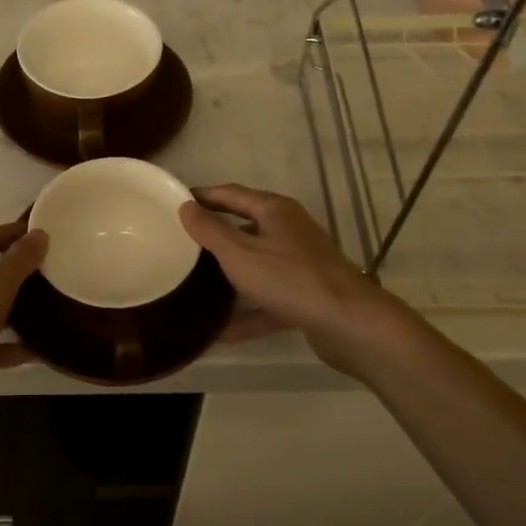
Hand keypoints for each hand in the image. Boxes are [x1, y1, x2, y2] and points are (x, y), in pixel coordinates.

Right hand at [179, 184, 396, 375]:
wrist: (349, 322)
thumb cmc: (289, 278)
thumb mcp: (239, 253)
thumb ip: (210, 231)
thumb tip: (186, 206)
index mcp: (275, 210)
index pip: (232, 194)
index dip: (204, 196)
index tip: (176, 202)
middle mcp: (290, 230)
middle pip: (246, 225)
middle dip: (216, 233)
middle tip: (182, 241)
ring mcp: (301, 263)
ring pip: (258, 263)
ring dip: (230, 273)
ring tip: (197, 282)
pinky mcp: (307, 294)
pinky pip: (269, 299)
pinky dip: (248, 311)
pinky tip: (222, 332)